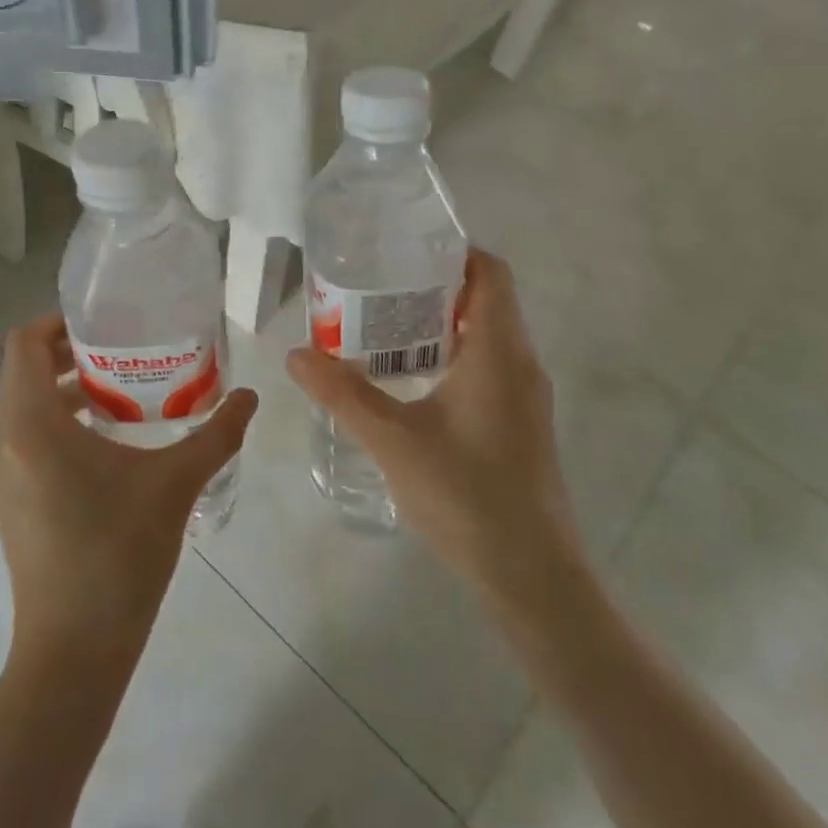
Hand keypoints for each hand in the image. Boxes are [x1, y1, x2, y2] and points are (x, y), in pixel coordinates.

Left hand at [0, 316, 256, 669]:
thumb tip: (250, 396)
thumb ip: (217, 434)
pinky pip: (29, 441)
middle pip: (24, 373)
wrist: (74, 653)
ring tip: (122, 392)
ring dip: (66, 390)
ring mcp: (6, 478)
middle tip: (124, 350)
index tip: (104, 322)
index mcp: (32, 426)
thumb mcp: (175, 485)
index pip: (23, 345)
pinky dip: (60, 424)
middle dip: (69, 353)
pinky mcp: (14, 504)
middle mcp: (8, 444)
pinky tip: (110, 443)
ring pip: (26, 409)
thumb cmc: (118, 555)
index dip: (57, 321)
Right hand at [286, 251, 583, 607]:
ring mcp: (524, 397)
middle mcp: (520, 364)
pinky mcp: (519, 425)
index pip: (490, 273)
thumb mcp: (393, 440)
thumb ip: (343, 393)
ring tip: (383, 328)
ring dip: (440, 326)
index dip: (453, 252)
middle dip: (433, 287)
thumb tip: (295, 354)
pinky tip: (408, 381)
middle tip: (377, 287)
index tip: (403, 250)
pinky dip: (450, 358)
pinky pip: (486, 368)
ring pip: (485, 337)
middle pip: (484, 300)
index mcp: (498, 351)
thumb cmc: (467, 496)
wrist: (532, 577)